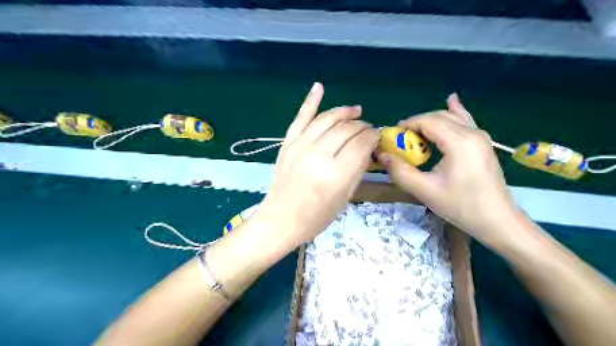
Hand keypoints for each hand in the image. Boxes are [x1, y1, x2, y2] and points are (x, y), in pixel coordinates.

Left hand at [252, 82, 378, 248]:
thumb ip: (357, 169)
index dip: (373, 136)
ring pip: (327, 119)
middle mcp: (317, 155)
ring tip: (356, 111)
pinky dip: (310, 101)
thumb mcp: (344, 198)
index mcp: (335, 174)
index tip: (377, 135)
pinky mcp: (287, 144)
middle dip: (361, 125)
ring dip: (344, 112)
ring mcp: (299, 146)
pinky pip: (300, 117)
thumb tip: (368, 147)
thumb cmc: (316, 217)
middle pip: (346, 129)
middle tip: (368, 128)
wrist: (280, 220)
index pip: (361, 143)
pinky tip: (319, 87)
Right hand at [379, 94, 516, 245]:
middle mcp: (472, 133)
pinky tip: (451, 100)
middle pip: (439, 116)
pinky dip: (454, 112)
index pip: (428, 121)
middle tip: (400, 139)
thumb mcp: (425, 191)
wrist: (496, 220)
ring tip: (415, 133)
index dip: (407, 125)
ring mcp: (481, 137)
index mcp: (459, 142)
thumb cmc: (461, 206)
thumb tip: (382, 155)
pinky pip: (465, 121)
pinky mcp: (483, 143)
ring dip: (430, 122)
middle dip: (417, 123)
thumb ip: (400, 171)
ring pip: (451, 117)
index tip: (392, 136)